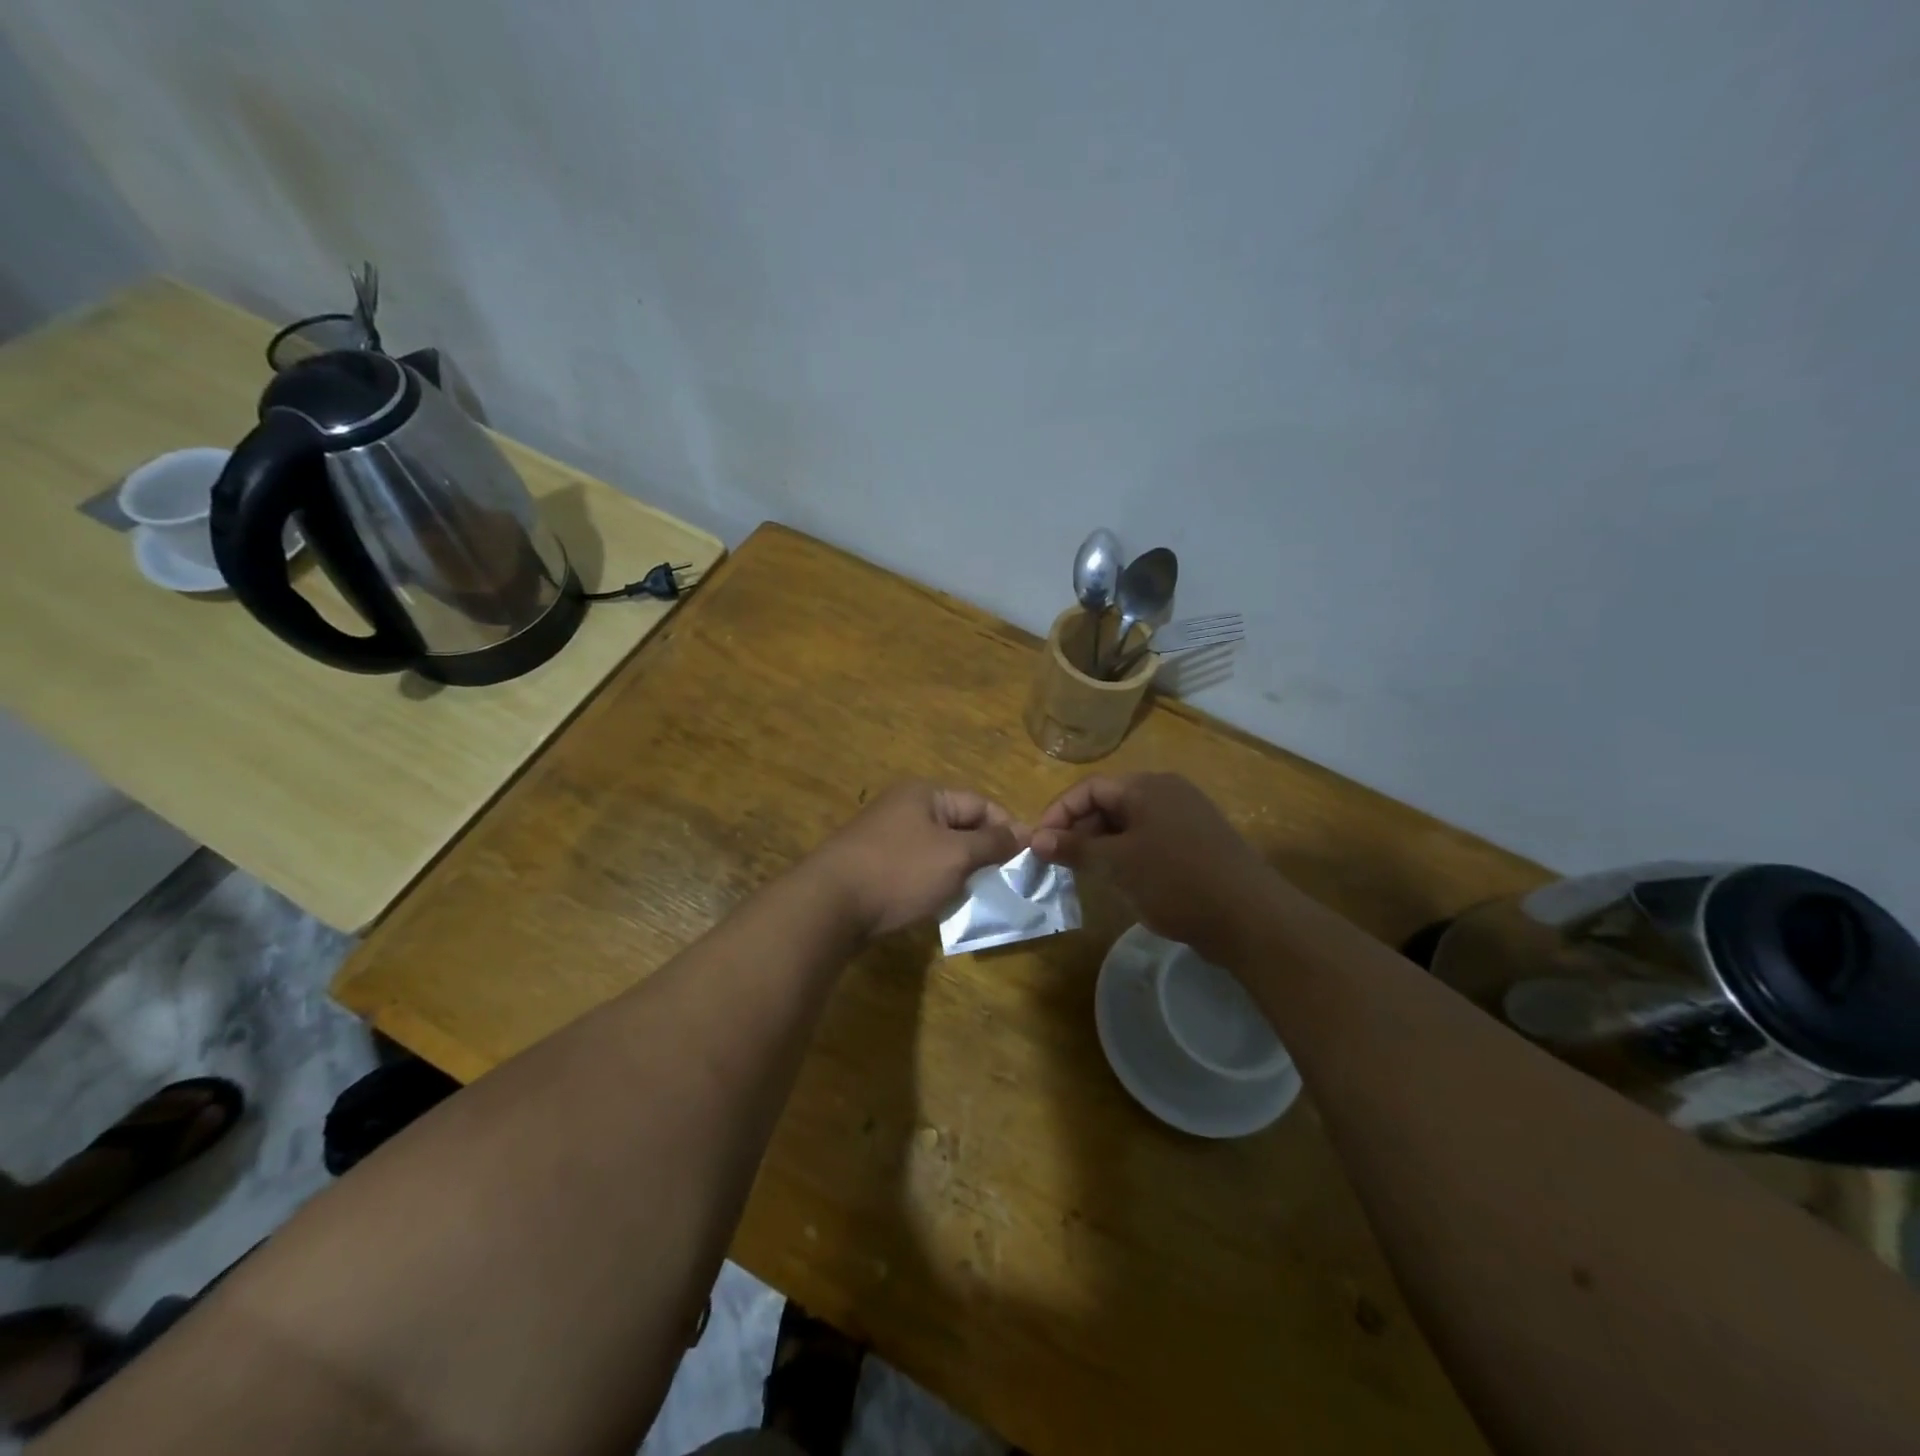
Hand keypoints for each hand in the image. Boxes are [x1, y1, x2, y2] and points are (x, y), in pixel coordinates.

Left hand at [810, 782, 1025, 937]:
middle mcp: (905, 807)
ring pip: (939, 849)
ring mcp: (886, 836)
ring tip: (978, 895)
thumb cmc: (899, 871)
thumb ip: (991, 843)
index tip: (1028, 859)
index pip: (981, 803)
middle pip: (959, 825)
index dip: (1008, 828)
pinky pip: (917, 867)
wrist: (828, 905)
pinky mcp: (874, 864)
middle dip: (984, 852)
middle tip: (1006, 881)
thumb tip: (1023, 833)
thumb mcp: (955, 855)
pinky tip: (941, 903)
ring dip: (960, 870)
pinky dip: (934, 882)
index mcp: (925, 794)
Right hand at [1031, 772, 1279, 961]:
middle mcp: (1168, 792)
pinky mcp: (1199, 843)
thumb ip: (1074, 848)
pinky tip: (1122, 881)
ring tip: (1086, 874)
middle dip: (1080, 830)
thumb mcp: (1117, 864)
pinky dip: (1128, 854)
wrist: (1251, 918)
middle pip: (1109, 803)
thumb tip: (1034, 839)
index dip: (1058, 813)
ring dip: (1102, 845)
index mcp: (1147, 786)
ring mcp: (1187, 817)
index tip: (1038, 844)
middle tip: (1059, 862)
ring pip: (1129, 824)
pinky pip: (1151, 839)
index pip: (1089, 788)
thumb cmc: (1176, 881)